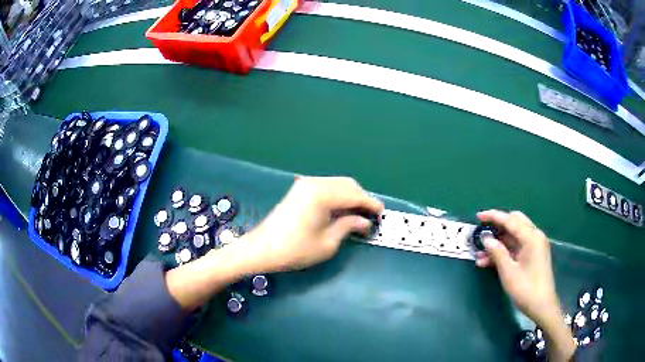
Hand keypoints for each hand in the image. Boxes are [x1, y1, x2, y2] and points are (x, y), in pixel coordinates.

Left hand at [243, 176, 383, 272]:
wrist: (261, 249)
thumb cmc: (294, 250)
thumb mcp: (327, 243)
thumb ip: (349, 226)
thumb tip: (365, 221)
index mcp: (322, 194)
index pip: (355, 195)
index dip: (371, 204)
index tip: (382, 213)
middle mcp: (314, 183)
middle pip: (347, 184)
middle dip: (362, 198)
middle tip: (371, 216)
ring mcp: (305, 184)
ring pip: (337, 184)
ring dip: (350, 196)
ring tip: (358, 215)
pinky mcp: (299, 190)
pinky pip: (326, 187)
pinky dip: (338, 196)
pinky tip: (341, 210)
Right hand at [476, 210, 574, 360]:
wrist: (541, 306)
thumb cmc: (526, 289)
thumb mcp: (509, 272)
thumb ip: (498, 253)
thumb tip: (487, 239)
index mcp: (531, 237)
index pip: (511, 220)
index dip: (494, 216)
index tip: (479, 216)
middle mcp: (535, 237)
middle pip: (515, 222)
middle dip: (498, 226)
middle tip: (482, 232)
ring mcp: (534, 246)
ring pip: (514, 237)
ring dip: (498, 242)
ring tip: (480, 253)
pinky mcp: (532, 256)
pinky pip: (516, 247)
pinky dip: (504, 251)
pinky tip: (488, 262)